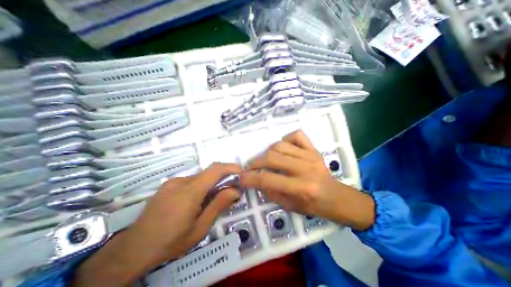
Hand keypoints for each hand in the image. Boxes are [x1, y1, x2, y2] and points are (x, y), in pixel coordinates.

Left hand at [73, 163, 241, 286]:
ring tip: (211, 200)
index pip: (215, 170)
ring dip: (210, 184)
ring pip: (200, 177)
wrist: (132, 249)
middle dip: (222, 178)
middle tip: (230, 190)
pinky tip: (195, 201)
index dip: (230, 167)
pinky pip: (190, 181)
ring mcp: (173, 182)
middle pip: (208, 172)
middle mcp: (182, 181)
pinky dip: (200, 186)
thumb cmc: (171, 241)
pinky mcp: (168, 185)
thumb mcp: (200, 227)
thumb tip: (236, 190)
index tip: (240, 172)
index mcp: (190, 191)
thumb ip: (219, 205)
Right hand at [240, 130, 373, 230]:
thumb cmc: (315, 206)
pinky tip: (284, 148)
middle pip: (272, 157)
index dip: (251, 178)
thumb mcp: (291, 207)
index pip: (269, 179)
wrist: (338, 198)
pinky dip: (286, 139)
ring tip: (267, 160)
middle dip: (256, 163)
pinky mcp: (314, 149)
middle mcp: (305, 169)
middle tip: (251, 167)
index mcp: (301, 188)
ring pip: (280, 145)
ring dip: (268, 152)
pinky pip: (296, 135)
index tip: (241, 177)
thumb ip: (271, 193)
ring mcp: (310, 156)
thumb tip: (257, 181)